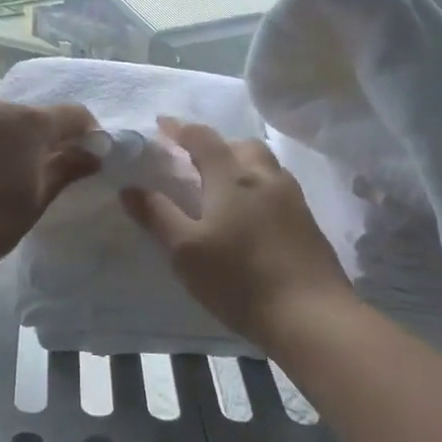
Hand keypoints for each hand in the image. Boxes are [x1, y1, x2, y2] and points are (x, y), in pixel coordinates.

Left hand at [0, 100, 100, 273]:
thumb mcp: (36, 201)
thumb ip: (67, 170)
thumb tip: (94, 153)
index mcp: (27, 122)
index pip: (73, 115)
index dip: (87, 133)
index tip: (89, 156)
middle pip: (29, 117)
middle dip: (42, 139)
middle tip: (42, 172)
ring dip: (3, 142)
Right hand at [122, 118, 354, 343]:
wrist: (311, 316)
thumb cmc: (239, 280)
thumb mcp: (185, 251)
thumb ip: (157, 215)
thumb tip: (129, 188)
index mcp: (231, 177)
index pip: (202, 138)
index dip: (180, 129)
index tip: (161, 125)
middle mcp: (265, 177)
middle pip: (239, 145)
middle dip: (216, 145)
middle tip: (195, 161)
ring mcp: (292, 198)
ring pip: (264, 165)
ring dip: (241, 164)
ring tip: (224, 187)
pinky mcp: (308, 222)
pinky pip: (278, 187)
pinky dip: (259, 187)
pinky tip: (252, 215)